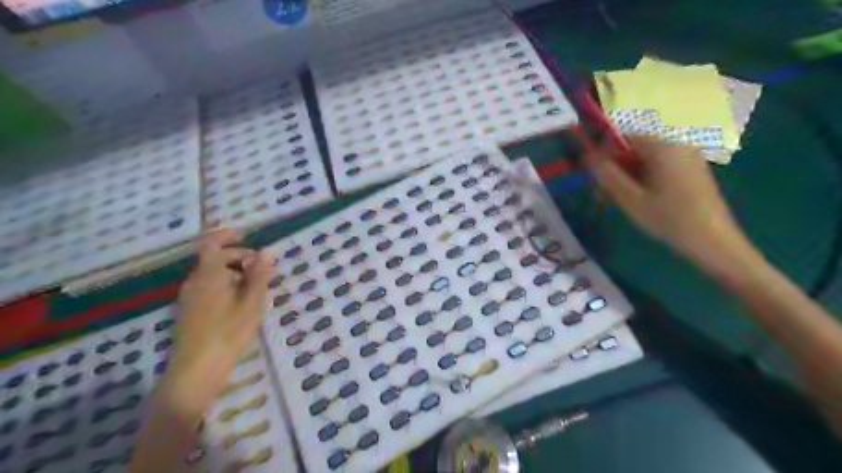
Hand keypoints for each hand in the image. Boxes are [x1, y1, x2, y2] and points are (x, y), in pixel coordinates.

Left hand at [161, 230, 273, 412]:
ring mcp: (188, 297)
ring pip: (212, 275)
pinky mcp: (188, 311)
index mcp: (209, 274)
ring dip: (234, 273)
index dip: (228, 235)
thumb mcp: (252, 301)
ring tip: (256, 288)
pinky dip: (225, 286)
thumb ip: (260, 273)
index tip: (246, 236)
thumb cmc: (229, 331)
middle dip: (239, 258)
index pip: (212, 243)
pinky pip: (208, 288)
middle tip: (263, 269)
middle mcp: (194, 281)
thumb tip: (269, 250)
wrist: (197, 369)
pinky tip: (240, 303)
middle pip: (214, 259)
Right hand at [584, 136, 751, 269]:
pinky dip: (644, 179)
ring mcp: (687, 158)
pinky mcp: (692, 171)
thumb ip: (607, 175)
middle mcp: (677, 145)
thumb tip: (587, 156)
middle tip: (602, 195)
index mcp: (662, 147)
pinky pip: (660, 167)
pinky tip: (639, 200)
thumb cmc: (669, 219)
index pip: (623, 138)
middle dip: (615, 169)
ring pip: (646, 160)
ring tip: (617, 201)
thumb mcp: (631, 199)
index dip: (604, 155)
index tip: (593, 177)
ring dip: (627, 177)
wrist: (714, 241)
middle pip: (634, 149)